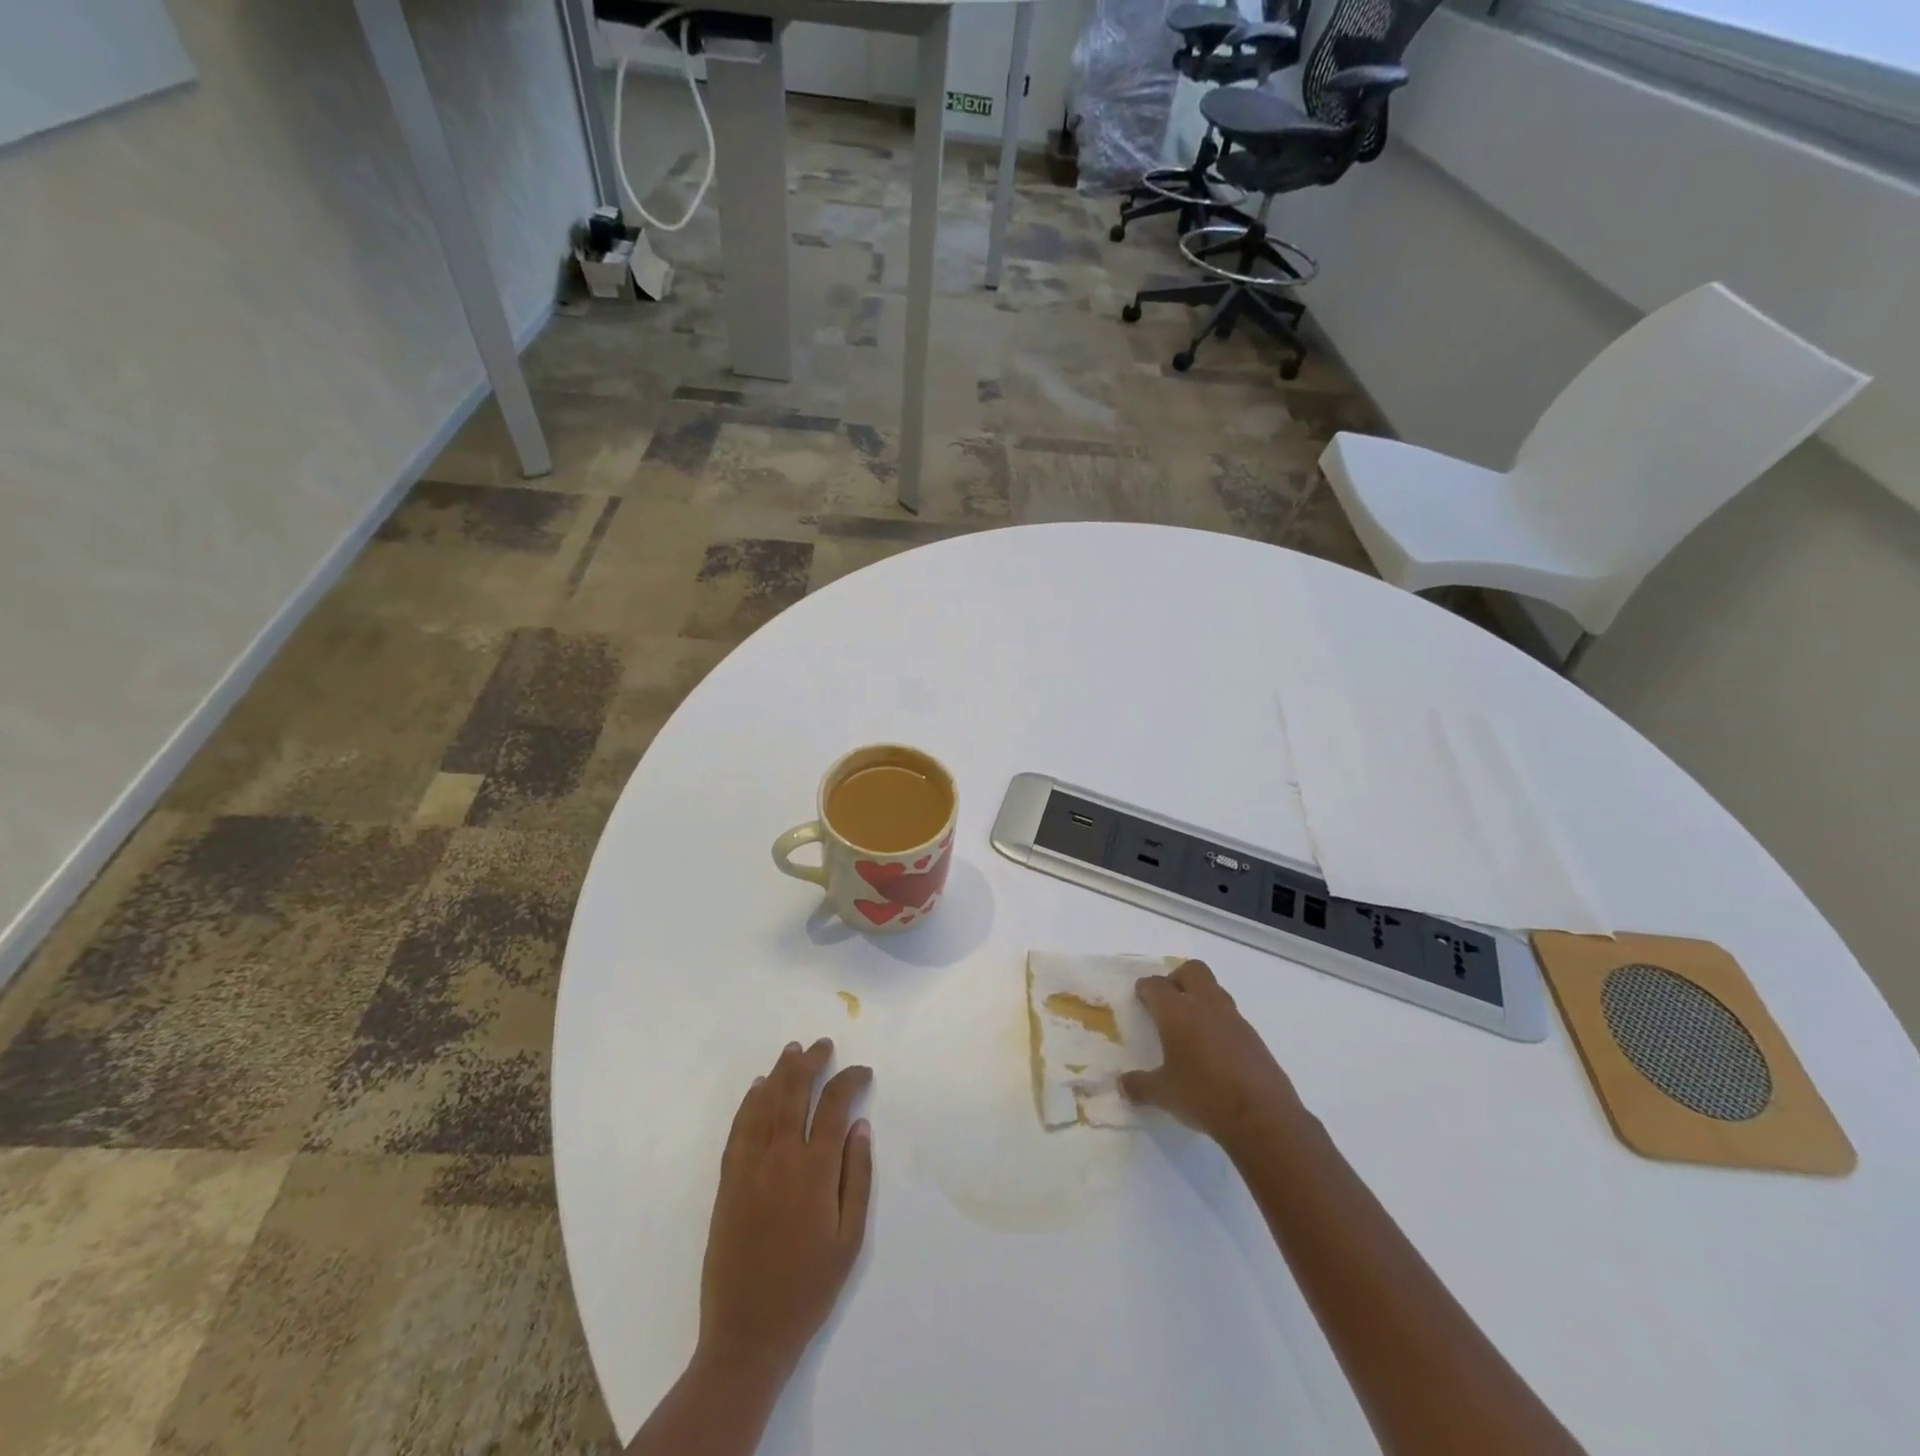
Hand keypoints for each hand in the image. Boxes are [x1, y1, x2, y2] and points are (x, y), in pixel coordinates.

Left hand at [698, 1038, 873, 1381]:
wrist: (747, 1333)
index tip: (863, 1071)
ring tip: (793, 1050)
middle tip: (823, 1044)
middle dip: (811, 1062)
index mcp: (814, 1170)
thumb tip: (860, 1125)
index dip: (850, 1080)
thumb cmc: (809, 1289)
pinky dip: (750, 1102)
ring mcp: (749, 1167)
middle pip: (795, 1093)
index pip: (835, 1105)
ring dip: (780, 1072)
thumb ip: (857, 1176)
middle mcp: (780, 1157)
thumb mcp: (850, 1239)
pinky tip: (758, 1088)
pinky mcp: (727, 1182)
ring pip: (764, 1103)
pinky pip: (739, 1129)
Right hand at [1121, 959, 1308, 1150]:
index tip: (1141, 996)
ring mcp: (1234, 1019)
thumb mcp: (1164, 1094)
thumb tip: (1123, 1085)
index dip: (1145, 989)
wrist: (1262, 1117)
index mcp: (1177, 1012)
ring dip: (1200, 998)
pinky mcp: (1253, 1036)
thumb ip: (1140, 1086)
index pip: (1156, 986)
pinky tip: (1213, 1049)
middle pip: (1192, 970)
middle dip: (1177, 979)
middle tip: (1168, 1002)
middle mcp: (1205, 1005)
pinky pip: (1231, 1016)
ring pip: (1214, 990)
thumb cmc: (1204, 1096)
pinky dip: (1218, 1022)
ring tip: (1190, 1027)